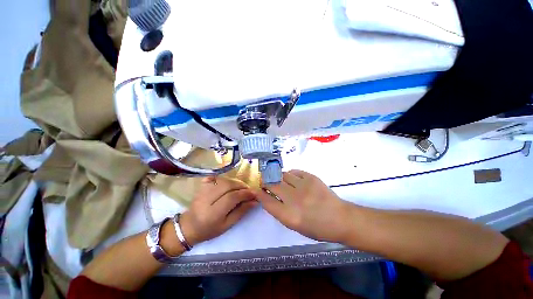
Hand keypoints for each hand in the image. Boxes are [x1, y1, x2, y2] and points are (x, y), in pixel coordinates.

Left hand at [180, 177, 256, 245]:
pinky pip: (216, 178)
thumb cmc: (209, 229)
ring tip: (241, 188)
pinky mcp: (202, 186)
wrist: (189, 226)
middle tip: (248, 190)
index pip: (232, 197)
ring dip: (235, 182)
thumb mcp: (227, 225)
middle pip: (228, 185)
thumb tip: (255, 201)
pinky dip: (226, 179)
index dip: (245, 194)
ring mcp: (203, 190)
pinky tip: (230, 184)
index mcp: (213, 213)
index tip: (254, 194)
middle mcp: (206, 199)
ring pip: (223, 180)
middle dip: (241, 186)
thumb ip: (241, 211)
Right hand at [254, 170, 349, 242]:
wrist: (340, 219)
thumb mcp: (295, 225)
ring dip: (278, 177)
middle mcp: (294, 199)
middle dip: (266, 182)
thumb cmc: (317, 227)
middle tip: (265, 181)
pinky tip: (292, 178)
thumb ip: (280, 211)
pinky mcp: (311, 177)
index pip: (267, 201)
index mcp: (289, 216)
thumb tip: (269, 197)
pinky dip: (290, 174)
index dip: (259, 194)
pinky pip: (294, 171)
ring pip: (282, 175)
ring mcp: (303, 186)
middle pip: (272, 184)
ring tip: (280, 179)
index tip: (256, 190)